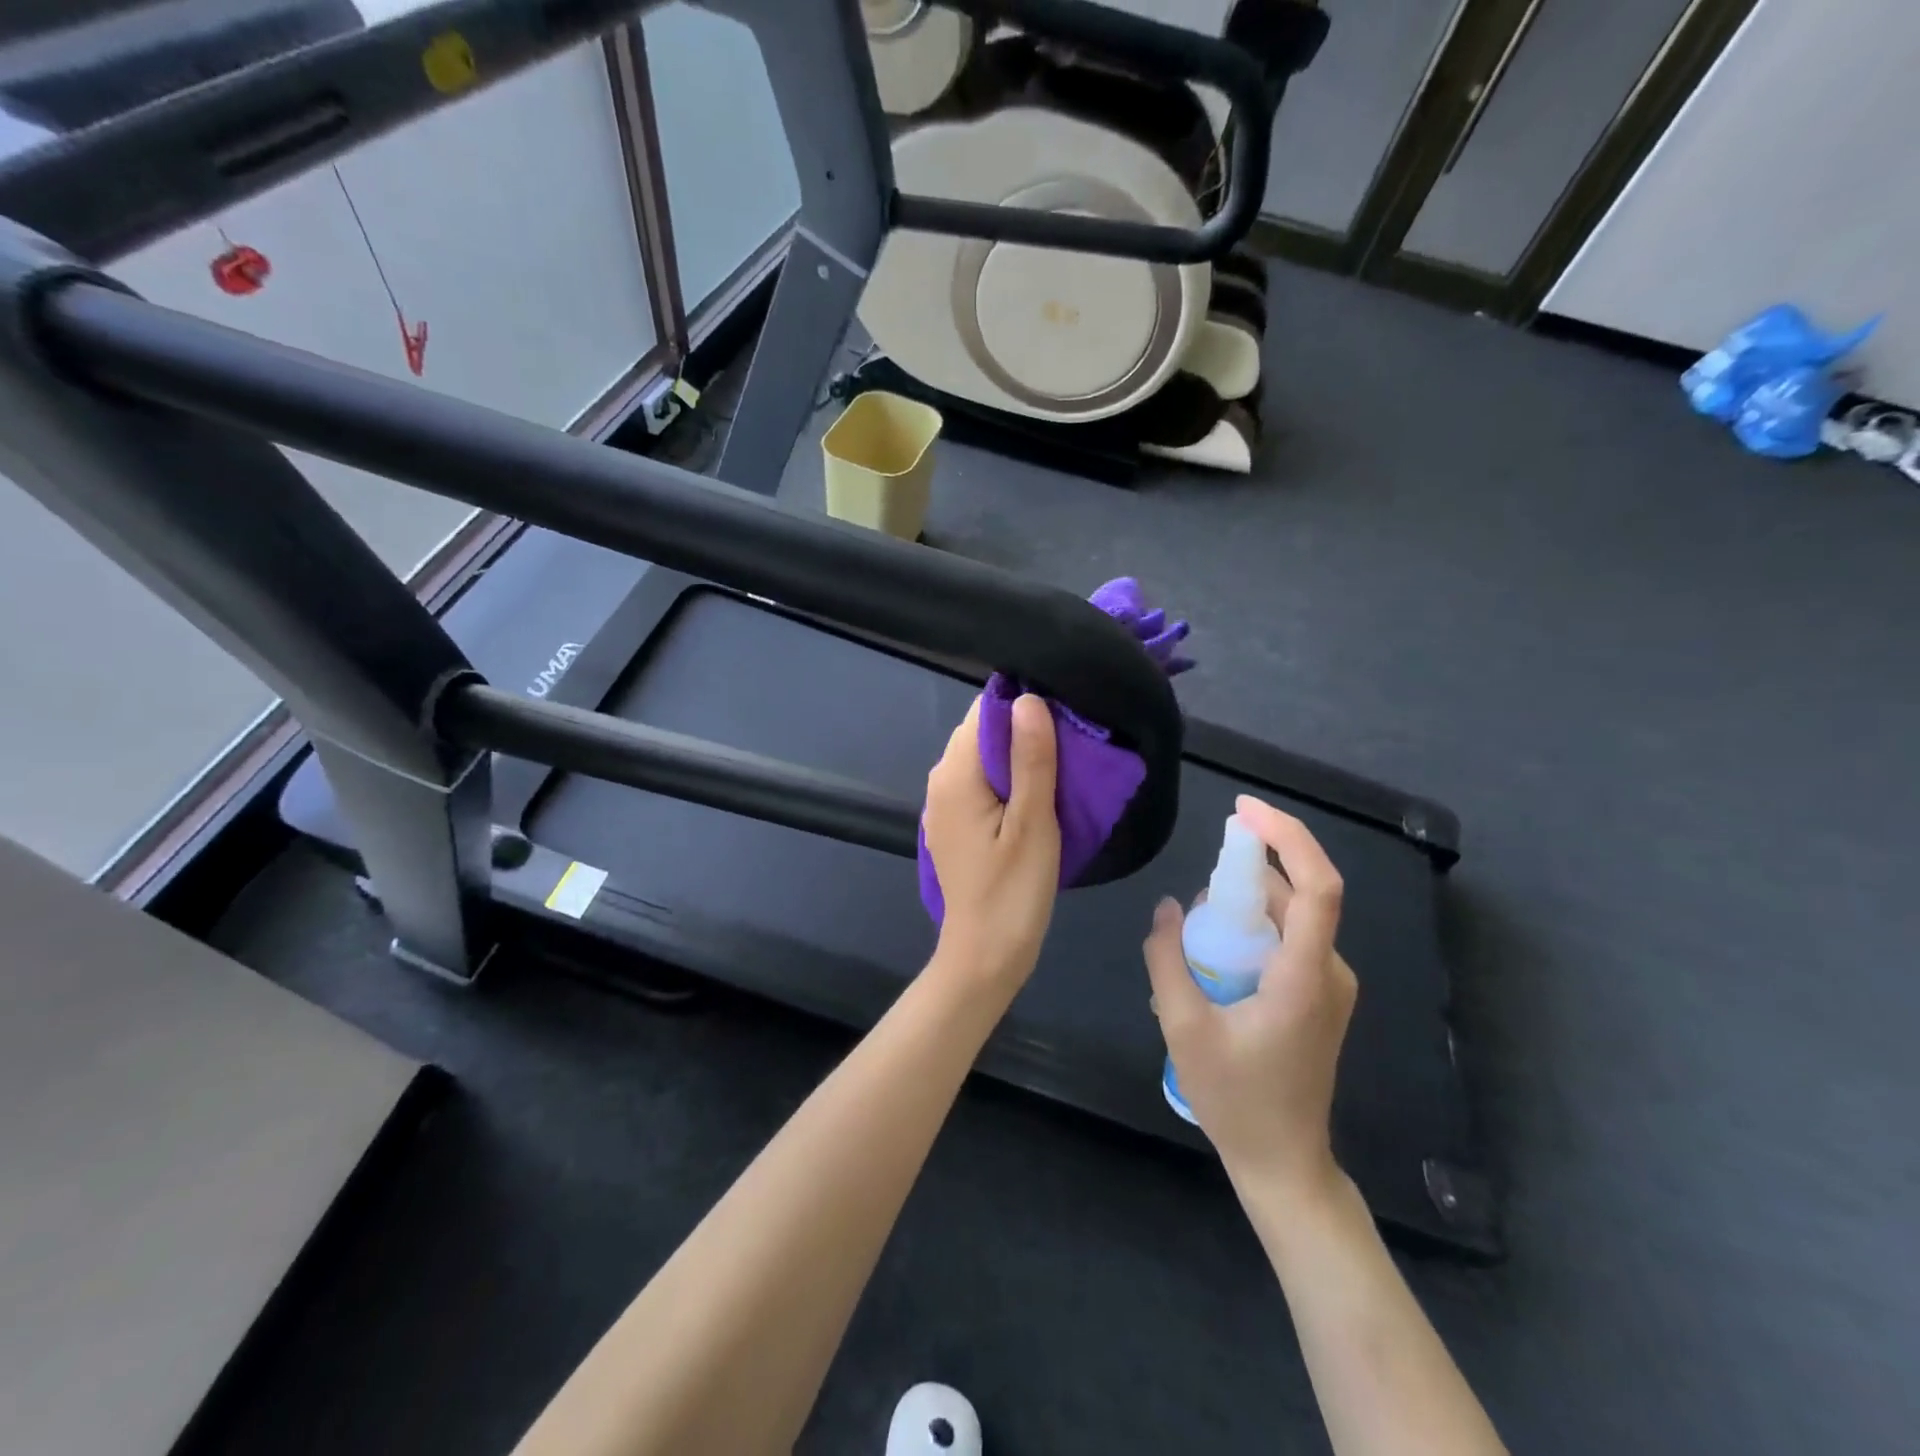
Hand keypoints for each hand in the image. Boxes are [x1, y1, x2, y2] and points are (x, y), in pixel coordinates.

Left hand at [923, 694, 1060, 992]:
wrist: (984, 955)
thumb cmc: (1013, 890)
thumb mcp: (1033, 822)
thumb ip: (1031, 759)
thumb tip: (1029, 699)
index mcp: (956, 774)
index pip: (985, 712)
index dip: (1023, 706)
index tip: (1064, 715)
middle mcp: (940, 780)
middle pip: (982, 733)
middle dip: (1022, 730)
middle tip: (1070, 745)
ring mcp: (943, 805)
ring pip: (982, 759)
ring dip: (1017, 757)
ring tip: (1060, 768)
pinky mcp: (953, 824)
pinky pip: (979, 785)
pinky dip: (1005, 781)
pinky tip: (1034, 797)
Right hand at [1143, 795, 1355, 1200]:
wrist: (1285, 1164)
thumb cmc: (1236, 1100)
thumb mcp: (1184, 1028)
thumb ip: (1168, 960)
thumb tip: (1167, 907)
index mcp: (1304, 977)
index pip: (1318, 887)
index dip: (1288, 837)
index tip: (1244, 811)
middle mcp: (1328, 972)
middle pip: (1298, 895)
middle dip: (1248, 872)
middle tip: (1198, 889)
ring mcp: (1329, 985)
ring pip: (1291, 917)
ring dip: (1245, 904)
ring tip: (1196, 929)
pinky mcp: (1319, 997)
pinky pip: (1288, 941)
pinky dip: (1253, 929)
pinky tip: (1214, 957)